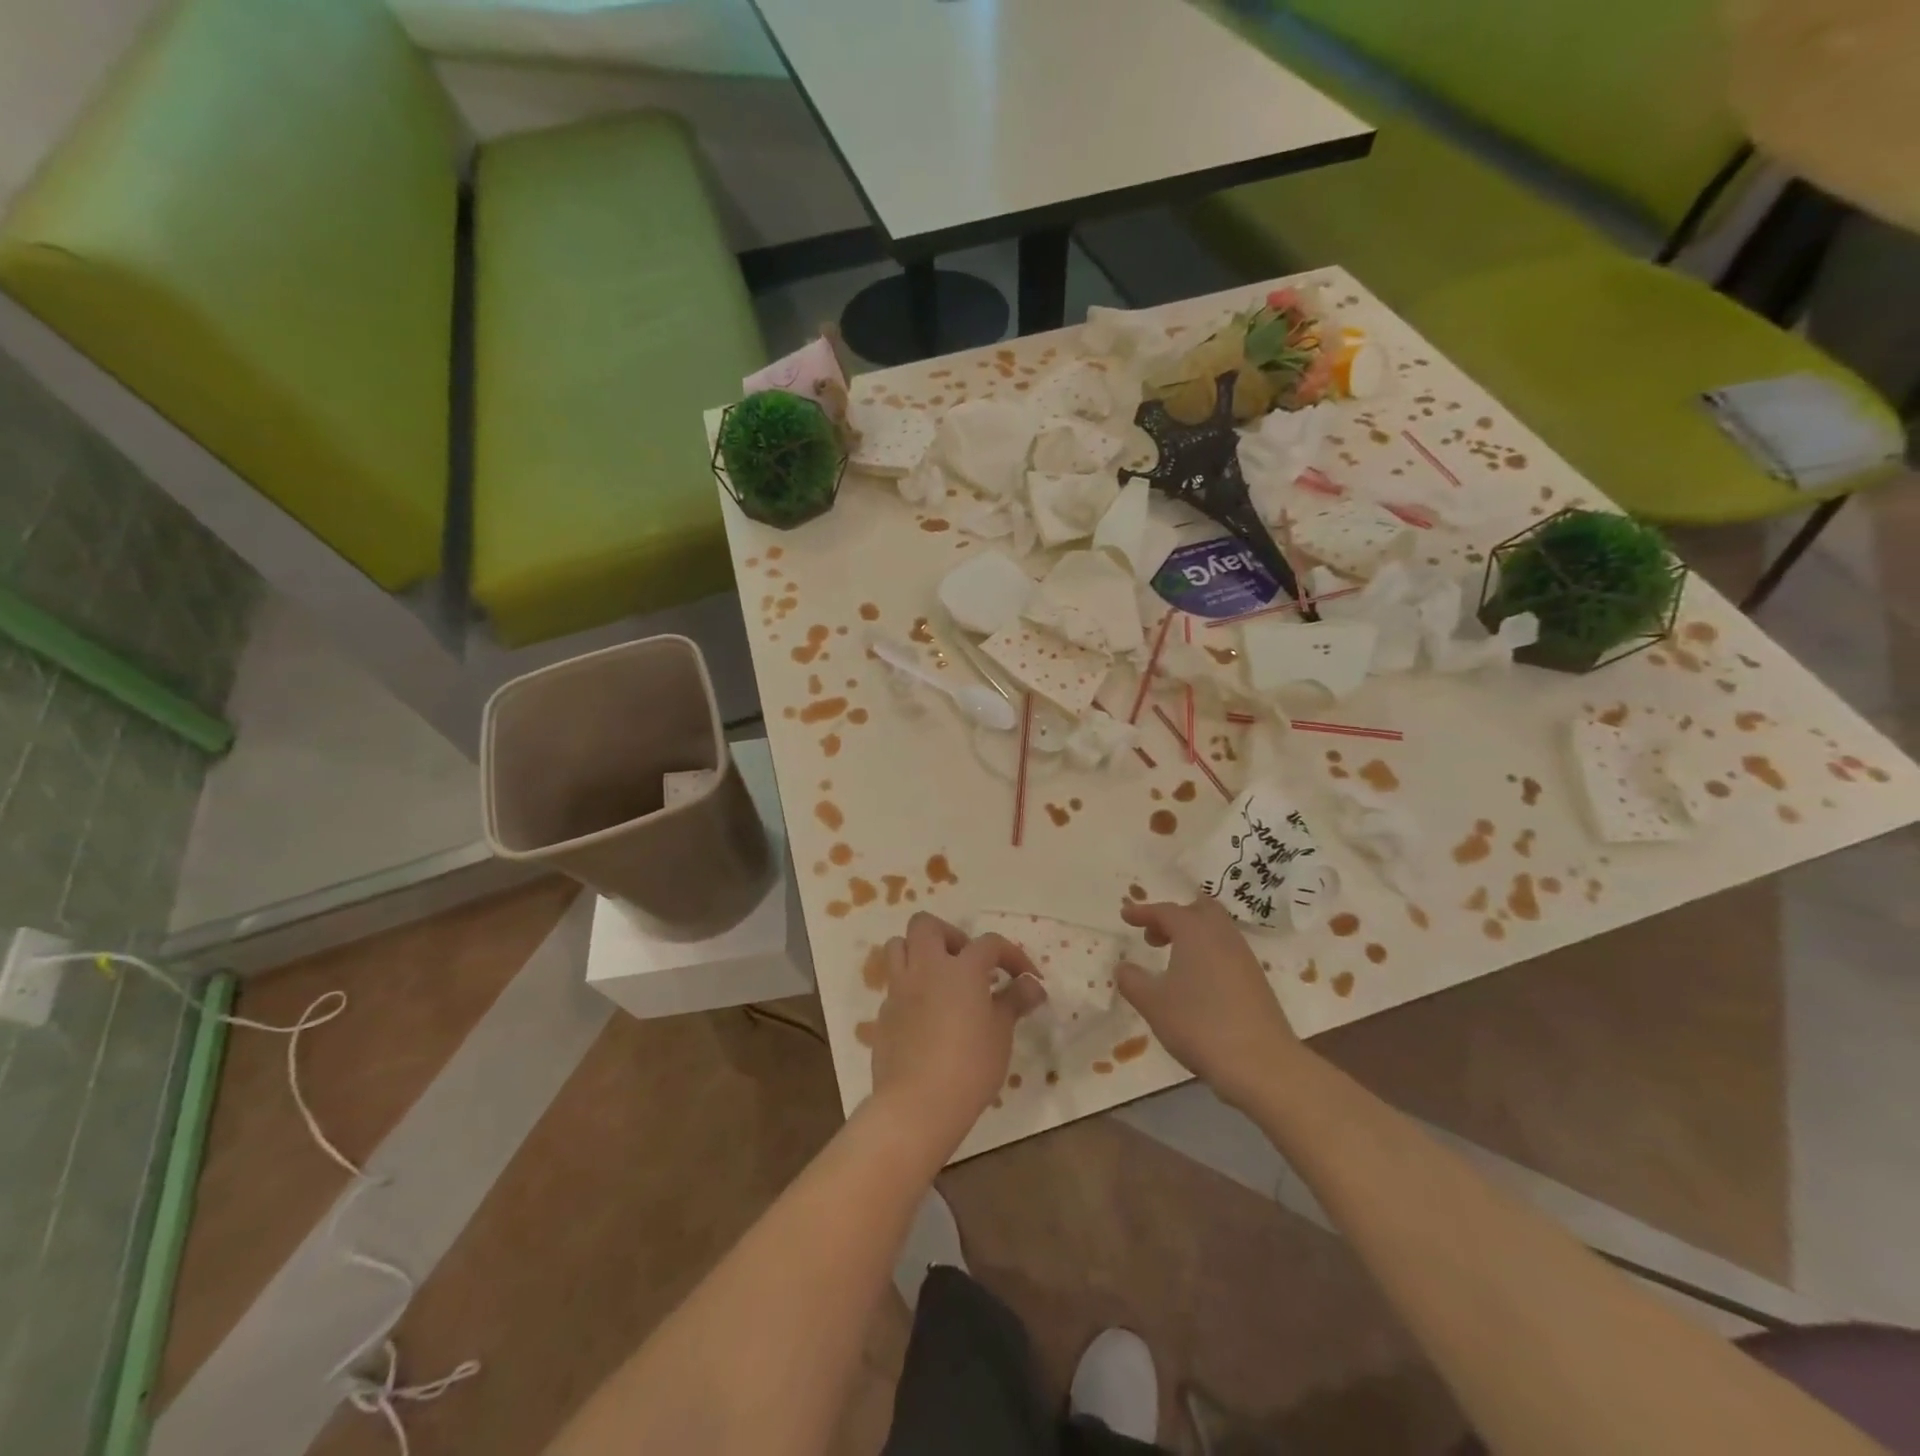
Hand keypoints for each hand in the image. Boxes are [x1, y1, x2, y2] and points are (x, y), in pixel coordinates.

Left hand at [867, 913, 1045, 1149]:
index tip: (1026, 978)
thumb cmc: (969, 1066)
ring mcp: (899, 989)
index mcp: (961, 969)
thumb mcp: (1001, 1033)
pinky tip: (926, 1014)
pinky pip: (894, 984)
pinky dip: (910, 988)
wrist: (917, 1105)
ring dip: (919, 952)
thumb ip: (1015, 1001)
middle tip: (968, 963)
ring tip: (941, 979)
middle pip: (926, 925)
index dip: (1012, 955)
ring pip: (899, 946)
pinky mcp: (884, 1013)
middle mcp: (926, 968)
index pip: (990, 944)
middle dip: (949, 935)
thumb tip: (1032, 984)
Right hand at [1117, 896, 1306, 1108]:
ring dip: (1192, 936)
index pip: (1166, 911)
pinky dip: (1207, 954)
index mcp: (1195, 932)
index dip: (1143, 912)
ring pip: (1217, 931)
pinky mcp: (1256, 981)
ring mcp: (1244, 958)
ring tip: (1172, 960)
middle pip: (1200, 910)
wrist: (1261, 1063)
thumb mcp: (1153, 1003)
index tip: (1125, 916)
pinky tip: (1197, 982)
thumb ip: (1132, 981)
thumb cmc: (1199, 1024)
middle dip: (1175, 917)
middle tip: (1154, 935)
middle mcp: (1223, 936)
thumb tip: (1123, 967)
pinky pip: (1227, 952)